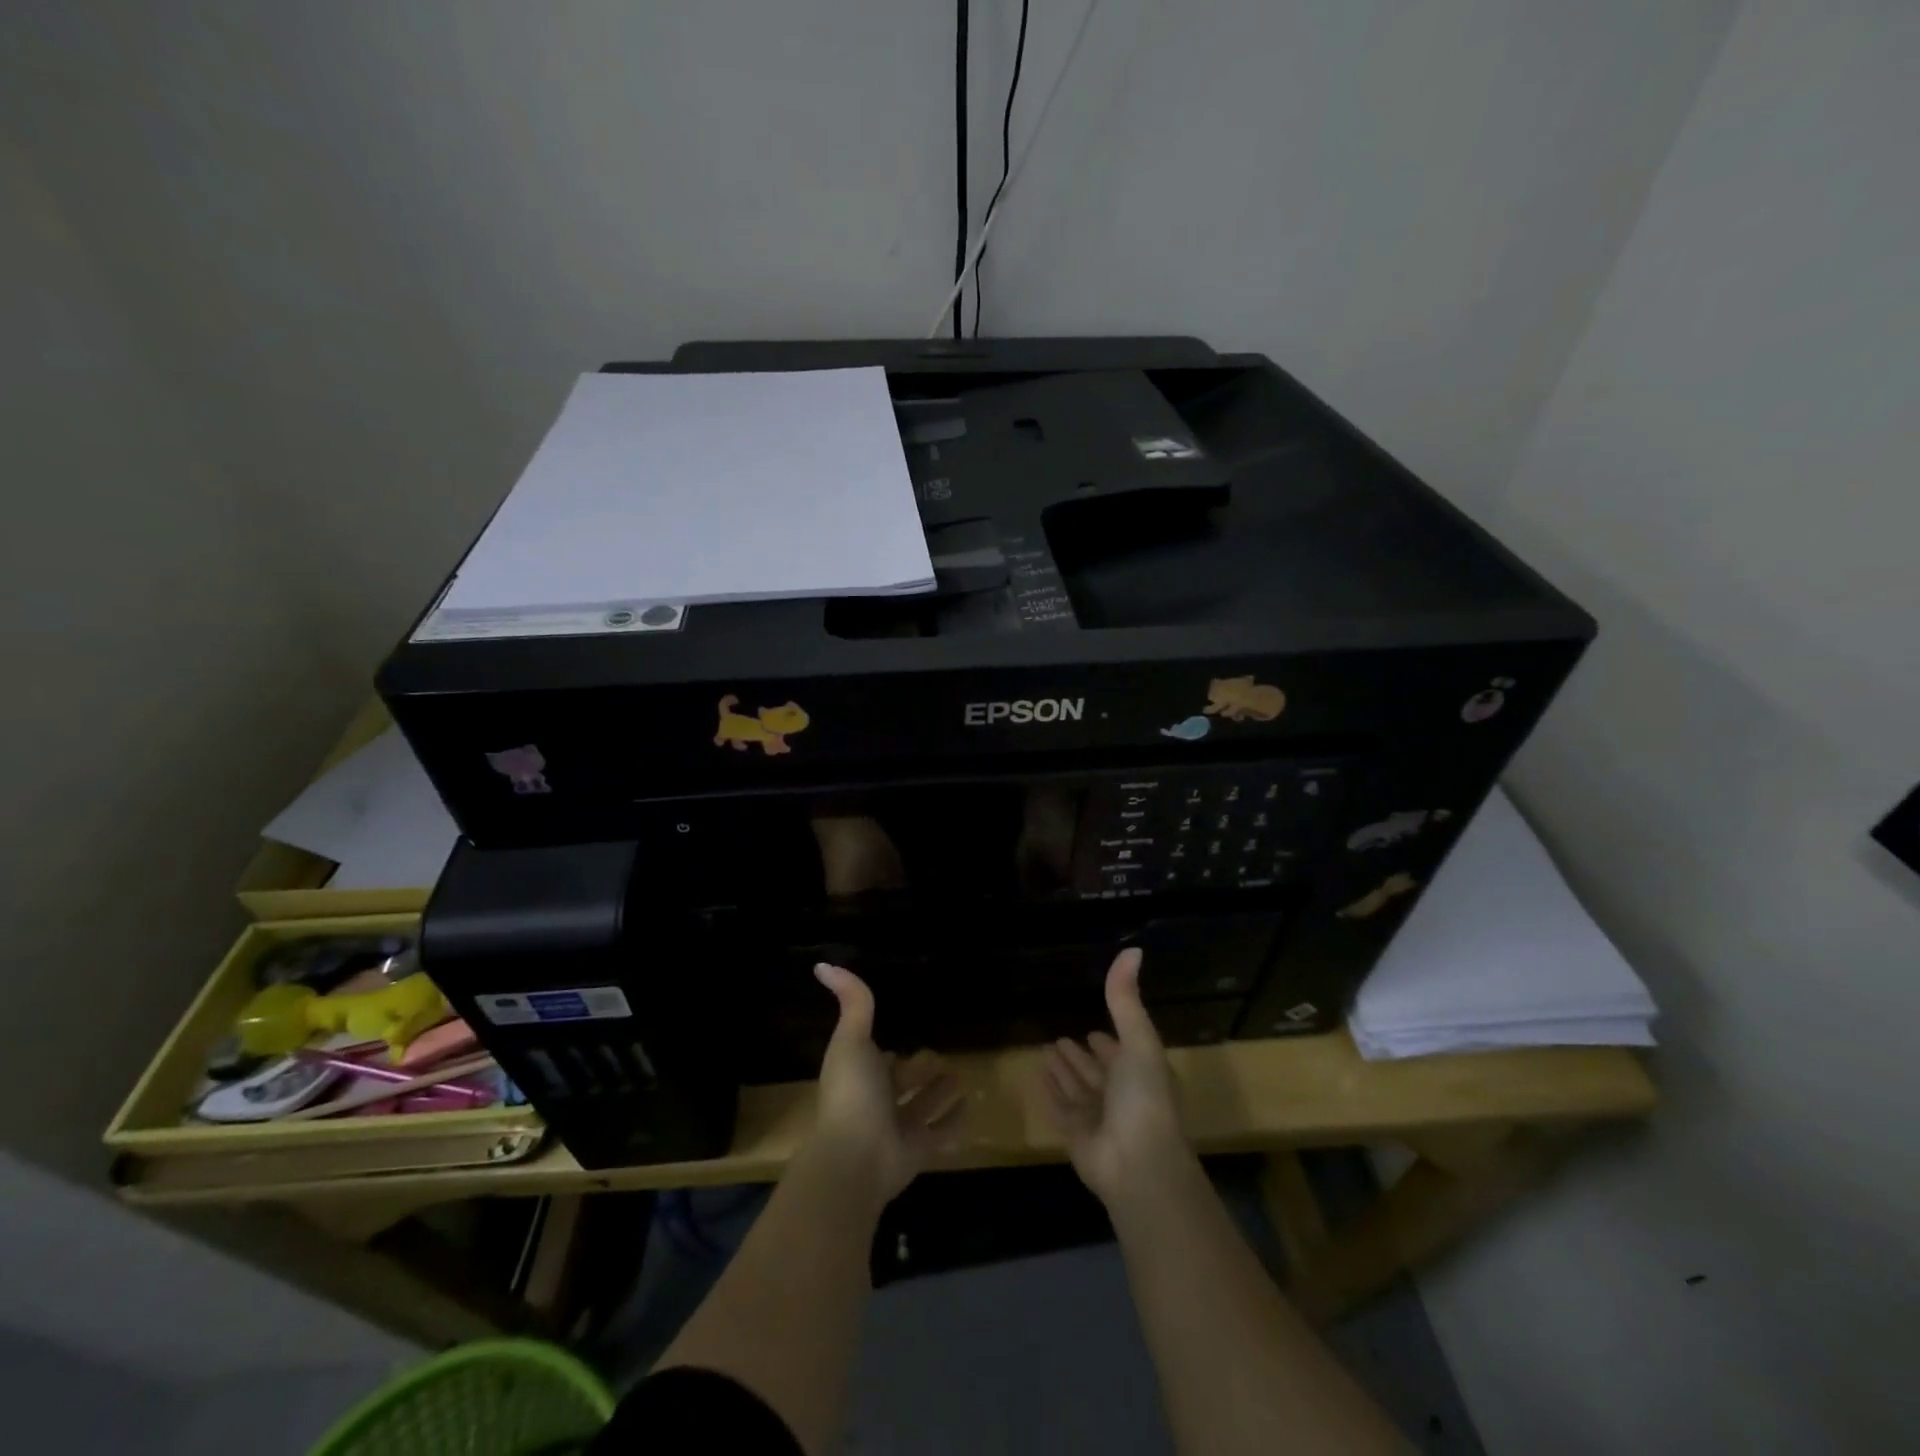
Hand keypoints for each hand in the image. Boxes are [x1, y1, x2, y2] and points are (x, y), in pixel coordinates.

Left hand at [808, 963, 963, 1202]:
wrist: (855, 1159)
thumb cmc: (853, 1094)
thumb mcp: (852, 1040)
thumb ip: (852, 1003)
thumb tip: (822, 964)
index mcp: (860, 1075)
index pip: (876, 1060)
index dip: (885, 1051)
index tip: (901, 1036)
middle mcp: (878, 1101)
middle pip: (901, 1083)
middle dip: (916, 1070)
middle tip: (939, 1055)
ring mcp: (898, 1128)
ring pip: (921, 1107)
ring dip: (938, 1094)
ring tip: (960, 1076)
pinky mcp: (918, 1151)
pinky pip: (941, 1133)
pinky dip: (954, 1121)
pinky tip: (970, 1106)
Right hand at [1035, 948, 1192, 1206]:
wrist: (1139, 1165)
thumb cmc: (1144, 1098)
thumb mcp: (1139, 1040)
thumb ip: (1127, 999)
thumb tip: (1132, 949)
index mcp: (1140, 1074)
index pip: (1122, 1054)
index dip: (1110, 1042)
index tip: (1092, 1029)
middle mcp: (1120, 1096)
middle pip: (1096, 1073)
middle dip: (1081, 1057)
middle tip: (1059, 1039)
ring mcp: (1098, 1119)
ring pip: (1076, 1090)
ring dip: (1062, 1073)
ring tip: (1044, 1052)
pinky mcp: (1076, 1138)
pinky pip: (1058, 1110)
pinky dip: (1047, 1095)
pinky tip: (1034, 1079)